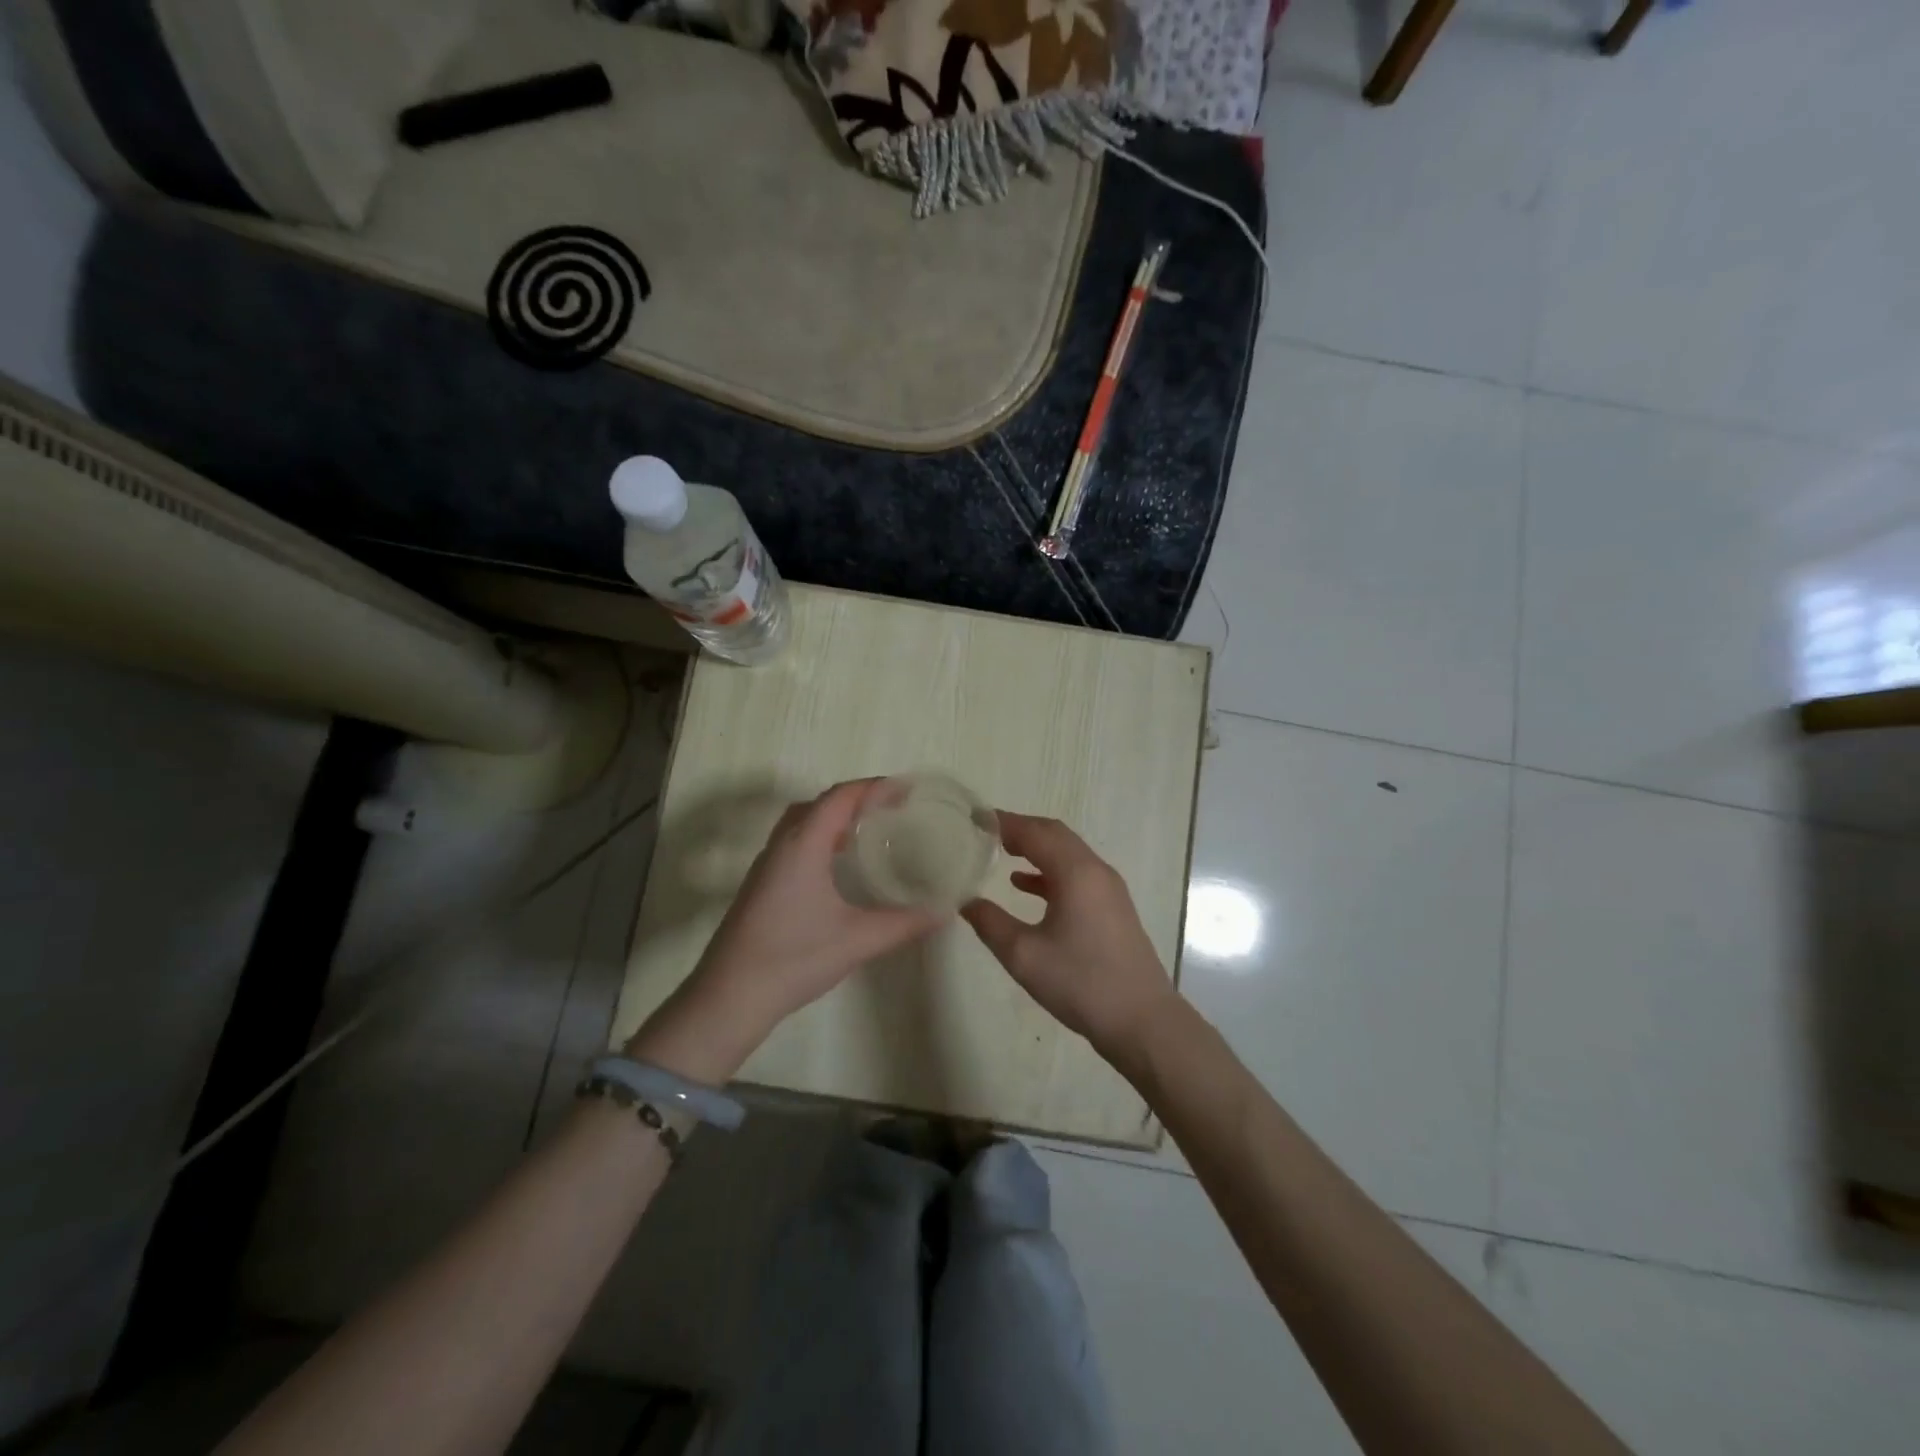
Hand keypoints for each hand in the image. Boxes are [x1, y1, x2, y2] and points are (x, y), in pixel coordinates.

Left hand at [631, 781, 941, 1079]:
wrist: (729, 996)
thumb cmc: (794, 959)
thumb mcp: (857, 940)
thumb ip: (904, 923)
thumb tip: (944, 911)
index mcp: (804, 846)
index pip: (840, 797)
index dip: (874, 787)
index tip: (906, 789)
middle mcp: (782, 845)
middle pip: (820, 803)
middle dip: (856, 797)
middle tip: (891, 807)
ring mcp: (767, 865)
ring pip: (802, 821)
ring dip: (835, 816)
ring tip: (869, 828)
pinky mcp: (761, 884)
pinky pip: (794, 841)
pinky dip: (820, 836)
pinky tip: (837, 864)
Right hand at [961, 812, 1177, 1061]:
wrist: (1142, 1021)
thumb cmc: (1081, 983)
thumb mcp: (1024, 955)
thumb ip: (990, 923)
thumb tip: (966, 902)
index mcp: (1075, 873)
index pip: (1035, 832)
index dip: (1004, 823)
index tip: (975, 819)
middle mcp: (1096, 871)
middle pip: (1055, 835)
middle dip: (1021, 829)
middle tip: (986, 831)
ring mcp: (1109, 889)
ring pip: (1067, 853)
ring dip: (1036, 848)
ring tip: (1001, 852)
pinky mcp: (1113, 908)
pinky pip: (1076, 874)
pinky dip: (1049, 871)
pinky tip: (1024, 885)